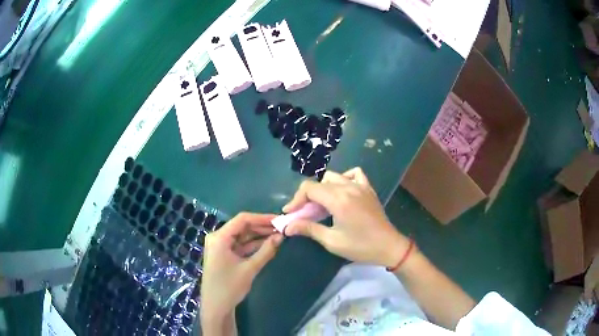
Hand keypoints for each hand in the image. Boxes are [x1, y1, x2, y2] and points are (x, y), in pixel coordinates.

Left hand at [201, 212, 282, 330]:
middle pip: (242, 226)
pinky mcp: (223, 254)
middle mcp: (218, 238)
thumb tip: (281, 236)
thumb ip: (266, 251)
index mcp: (219, 237)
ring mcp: (220, 246)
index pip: (242, 219)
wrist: (216, 307)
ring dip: (258, 236)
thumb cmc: (229, 287)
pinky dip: (252, 245)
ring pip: (242, 235)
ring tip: (278, 235)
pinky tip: (268, 245)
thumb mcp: (250, 269)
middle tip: (282, 228)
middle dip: (261, 227)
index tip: (279, 220)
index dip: (262, 218)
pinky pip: (240, 245)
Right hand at [283, 167, 409, 267]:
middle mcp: (348, 187)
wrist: (389, 246)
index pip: (309, 188)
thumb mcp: (332, 241)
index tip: (290, 213)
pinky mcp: (368, 189)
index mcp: (339, 200)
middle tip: (305, 214)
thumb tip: (287, 227)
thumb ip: (309, 229)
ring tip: (322, 206)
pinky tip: (342, 192)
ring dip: (323, 189)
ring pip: (334, 177)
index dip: (296, 199)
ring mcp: (360, 186)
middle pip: (319, 183)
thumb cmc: (360, 247)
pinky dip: (343, 179)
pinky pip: (353, 174)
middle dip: (307, 197)